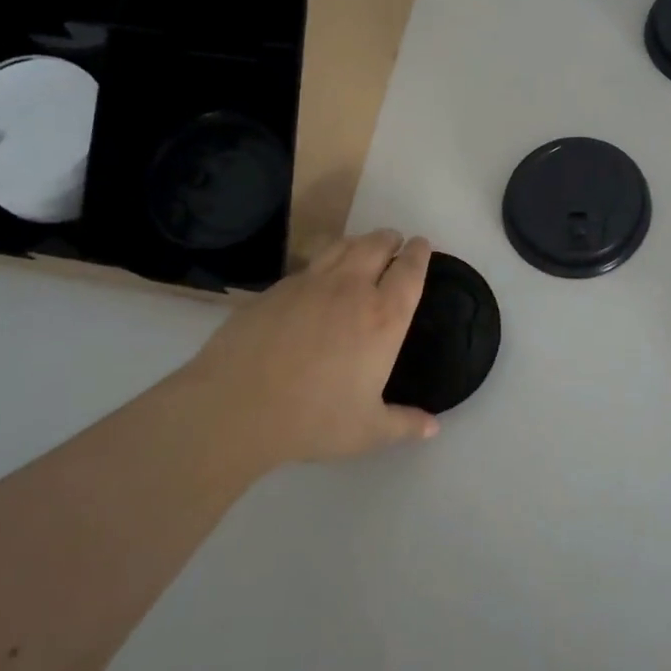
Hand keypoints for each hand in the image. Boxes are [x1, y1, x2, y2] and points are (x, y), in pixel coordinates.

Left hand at [163, 229, 439, 470]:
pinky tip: (318, 278)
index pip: (409, 271)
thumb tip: (433, 428)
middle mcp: (351, 290)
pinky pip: (309, 264)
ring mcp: (310, 284)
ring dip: (358, 242)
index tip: (421, 245)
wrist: (237, 406)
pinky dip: (324, 261)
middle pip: (376, 245)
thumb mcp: (367, 430)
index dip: (418, 253)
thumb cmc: (314, 419)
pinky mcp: (276, 289)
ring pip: (342, 246)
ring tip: (361, 249)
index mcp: (383, 318)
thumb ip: (404, 425)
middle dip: (389, 239)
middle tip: (393, 242)